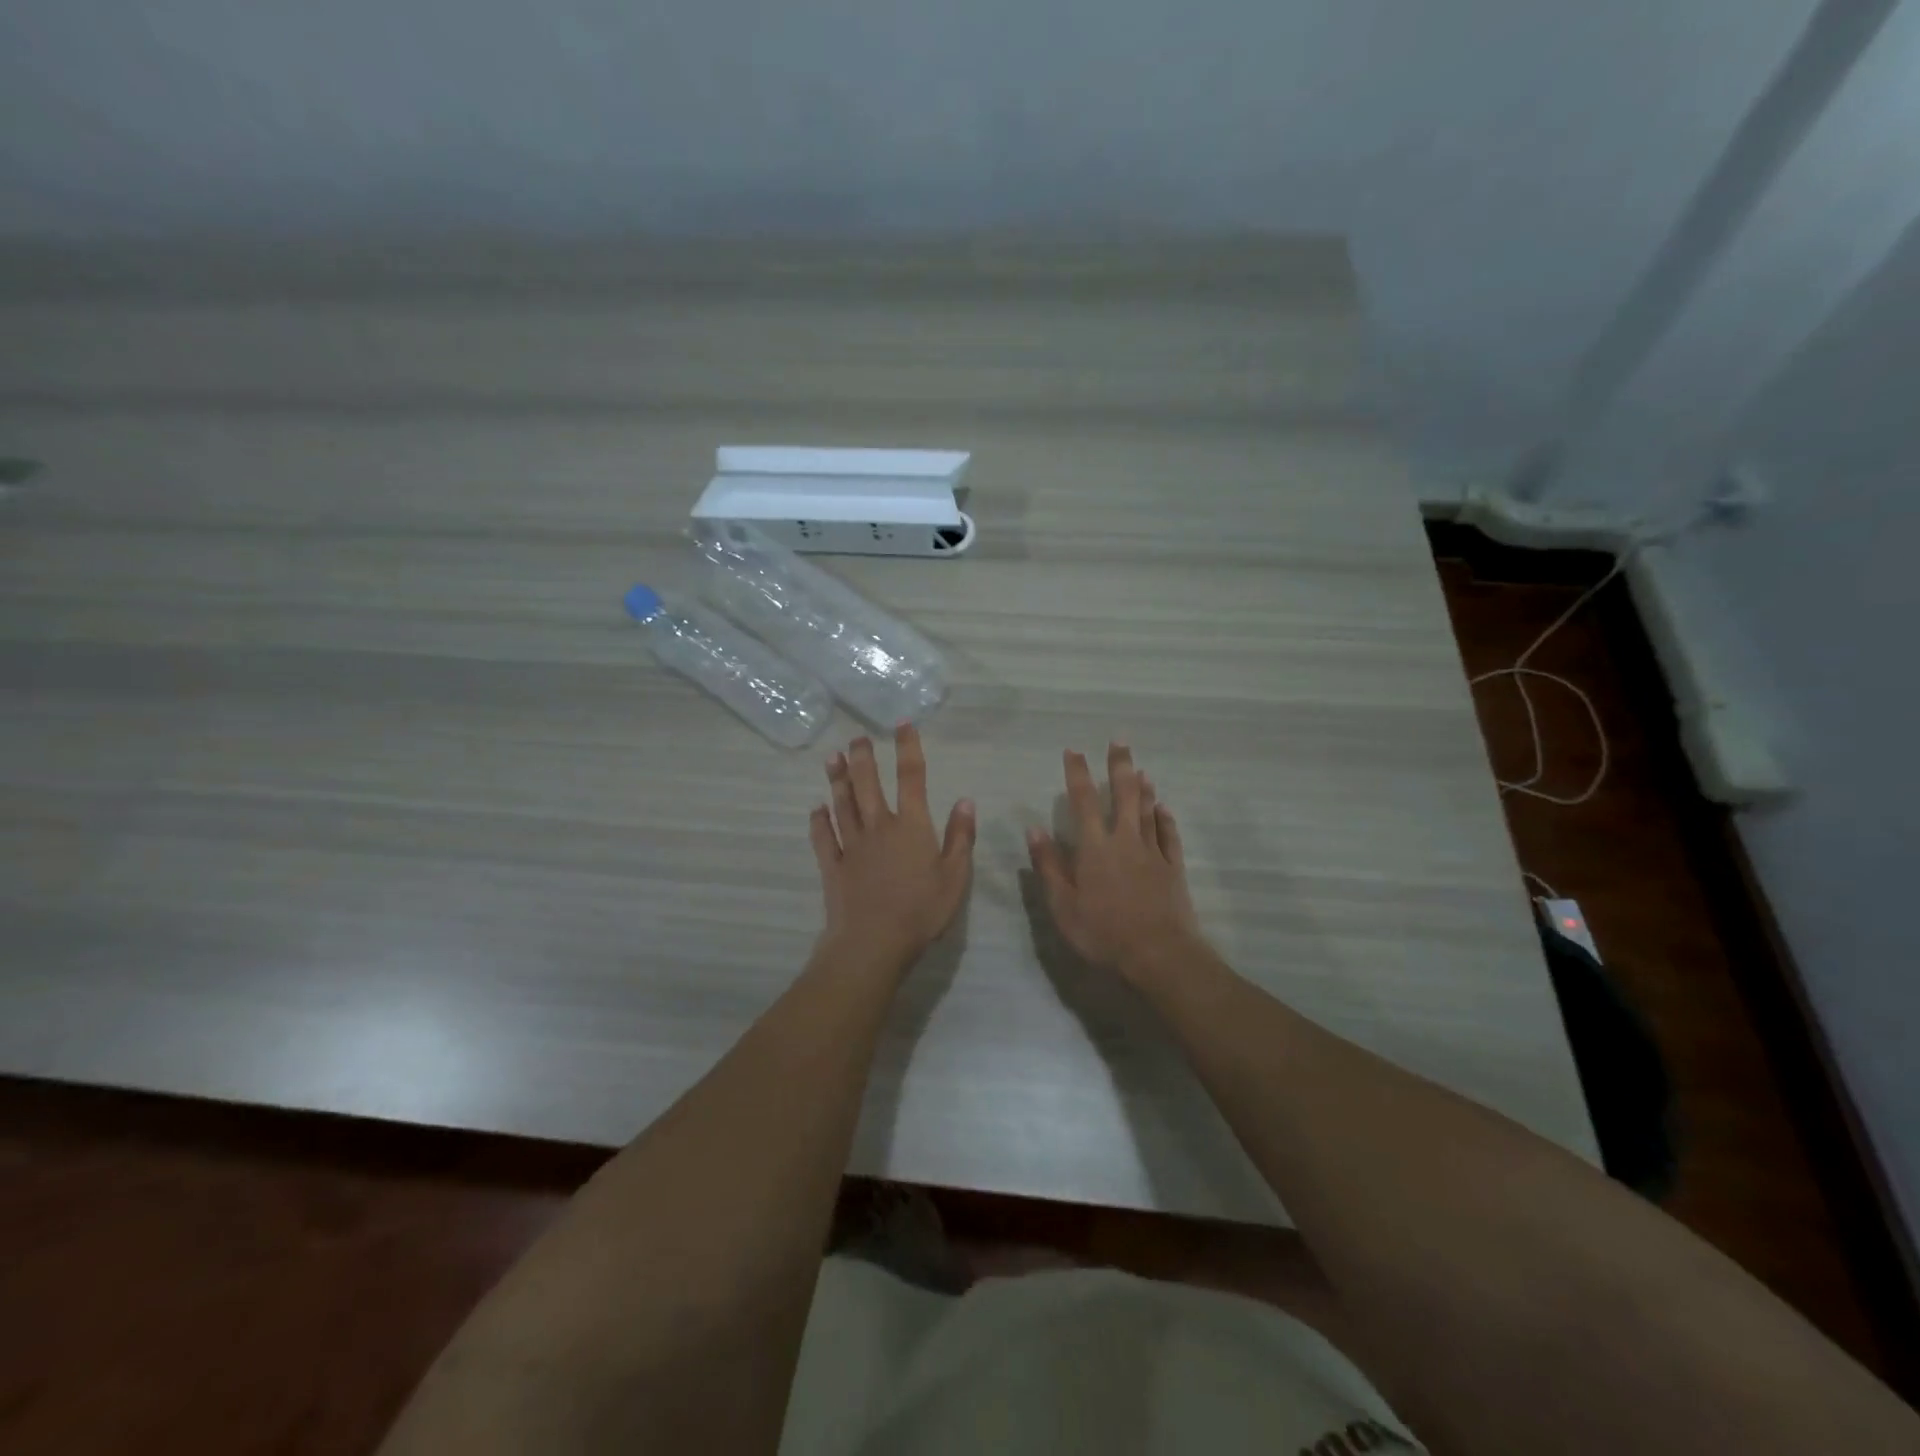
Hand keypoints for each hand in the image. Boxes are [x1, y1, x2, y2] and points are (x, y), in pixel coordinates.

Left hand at [812, 724, 975, 973]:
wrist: (873, 942)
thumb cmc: (921, 911)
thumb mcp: (955, 877)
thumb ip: (960, 837)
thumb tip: (965, 800)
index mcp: (911, 826)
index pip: (911, 778)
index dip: (907, 748)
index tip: (902, 725)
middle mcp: (879, 827)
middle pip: (868, 784)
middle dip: (863, 757)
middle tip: (857, 737)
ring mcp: (852, 845)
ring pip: (842, 804)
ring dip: (837, 779)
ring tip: (832, 757)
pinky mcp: (832, 866)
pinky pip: (823, 837)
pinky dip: (818, 821)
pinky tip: (816, 809)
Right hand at [1027, 743, 1202, 982]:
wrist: (1159, 954)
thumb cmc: (1103, 932)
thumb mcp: (1063, 905)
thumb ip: (1049, 866)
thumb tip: (1034, 829)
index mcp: (1095, 847)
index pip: (1084, 800)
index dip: (1077, 773)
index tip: (1073, 750)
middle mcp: (1125, 841)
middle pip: (1124, 795)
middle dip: (1119, 765)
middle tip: (1119, 740)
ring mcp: (1153, 853)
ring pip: (1149, 811)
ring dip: (1144, 788)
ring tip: (1141, 768)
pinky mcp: (1173, 869)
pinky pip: (1169, 836)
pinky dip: (1166, 819)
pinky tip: (1165, 809)